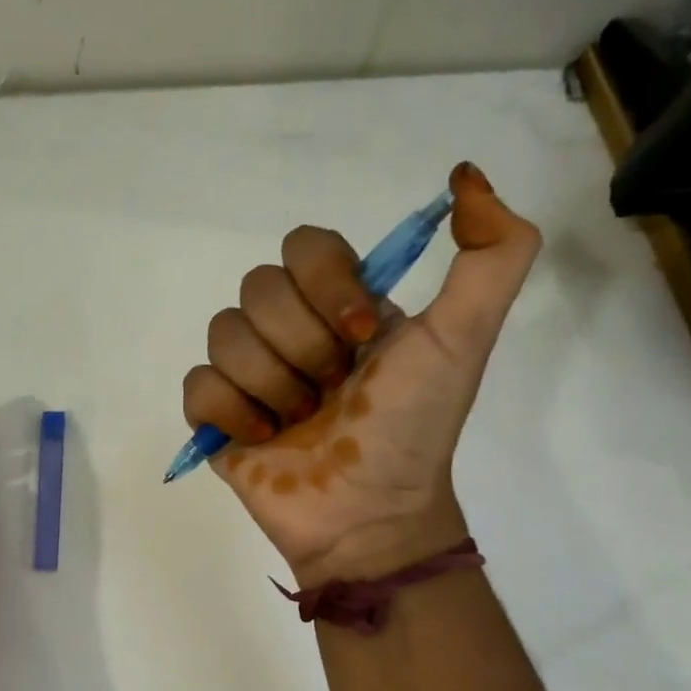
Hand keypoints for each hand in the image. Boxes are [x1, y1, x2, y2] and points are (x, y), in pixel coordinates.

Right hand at [180, 162, 540, 586]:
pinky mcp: (216, 413)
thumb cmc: (414, 427)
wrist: (371, 515)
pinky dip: (233, 412)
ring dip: (272, 384)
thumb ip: (492, 256)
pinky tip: (264, 438)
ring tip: (301, 421)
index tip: (362, 336)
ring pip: (223, 333)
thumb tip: (467, 174)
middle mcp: (290, 327)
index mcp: (340, 303)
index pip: (304, 245)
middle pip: (258, 288)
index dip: (325, 285)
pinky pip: (198, 383)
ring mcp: (248, 370)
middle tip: (334, 390)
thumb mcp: (465, 339)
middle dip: (303, 347)